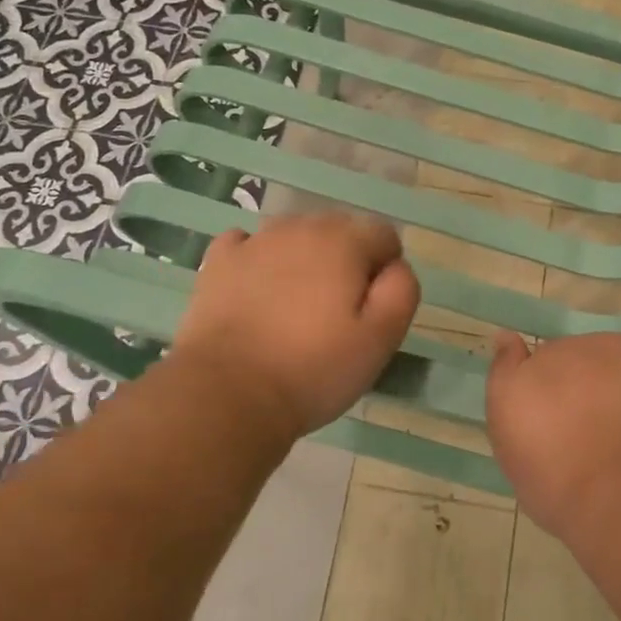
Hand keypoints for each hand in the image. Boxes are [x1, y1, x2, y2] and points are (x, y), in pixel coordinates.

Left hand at [170, 213, 420, 438]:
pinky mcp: (219, 261)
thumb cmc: (313, 369)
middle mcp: (301, 227)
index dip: (385, 271)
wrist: (227, 393)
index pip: (383, 235)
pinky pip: (248, 245)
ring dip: (305, 260)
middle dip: (346, 261)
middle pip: (339, 230)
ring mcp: (255, 241)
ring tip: (295, 310)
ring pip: (295, 236)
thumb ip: (401, 291)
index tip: (371, 311)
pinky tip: (257, 293)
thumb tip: (396, 266)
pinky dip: (258, 261)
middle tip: (336, 314)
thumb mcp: (380, 339)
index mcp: (345, 241)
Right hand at [485, 332, 620, 538]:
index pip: (555, 362)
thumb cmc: (561, 475)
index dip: (561, 393)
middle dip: (604, 392)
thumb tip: (507, 336)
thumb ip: (506, 375)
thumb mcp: (510, 432)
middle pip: (602, 363)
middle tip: (606, 444)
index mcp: (555, 356)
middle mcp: (603, 344)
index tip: (565, 428)